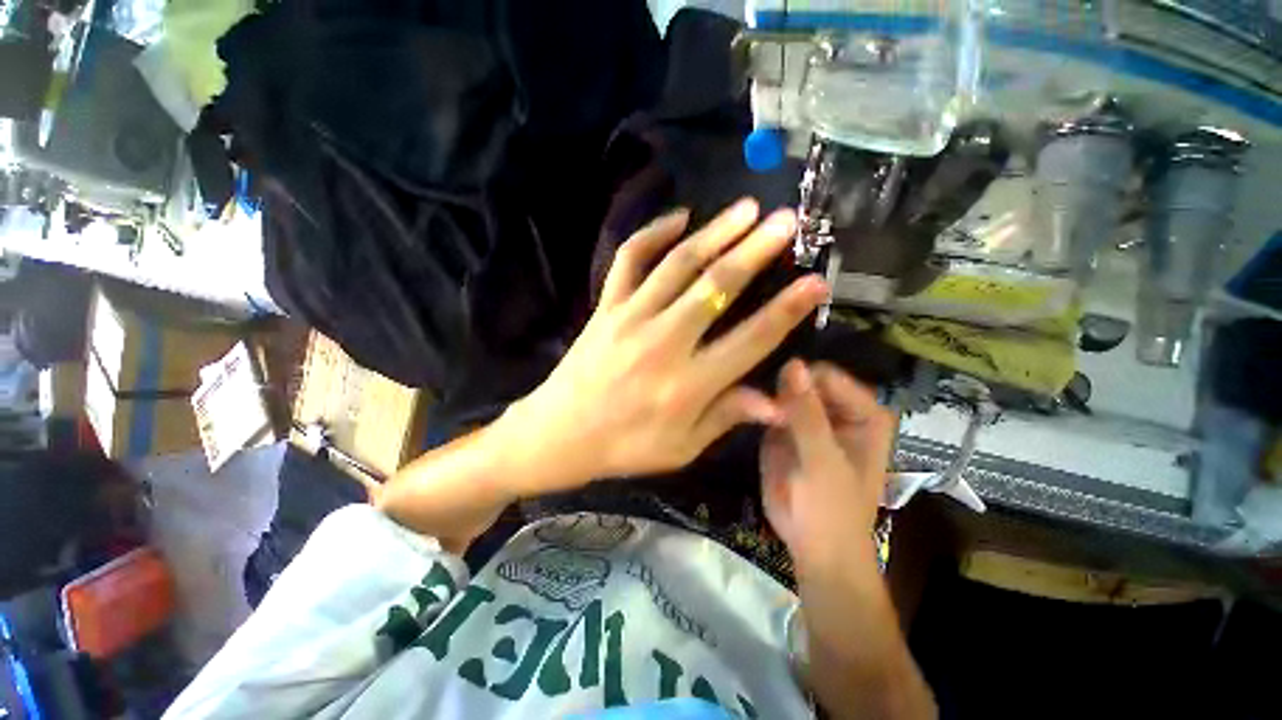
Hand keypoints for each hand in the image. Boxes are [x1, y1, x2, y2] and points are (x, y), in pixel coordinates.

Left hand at [501, 199, 828, 490]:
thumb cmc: (625, 447)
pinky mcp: (606, 307)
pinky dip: (651, 233)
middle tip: (786, 221)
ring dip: (715, 232)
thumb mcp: (682, 448)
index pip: (750, 340)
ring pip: (678, 264)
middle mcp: (663, 342)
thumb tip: (778, 404)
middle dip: (756, 250)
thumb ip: (727, 417)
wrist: (560, 433)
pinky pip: (629, 260)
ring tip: (746, 208)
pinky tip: (678, 216)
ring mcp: (631, 317)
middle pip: (717, 287)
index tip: (815, 283)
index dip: (787, 310)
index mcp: (688, 384)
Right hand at [760, 360, 895, 576]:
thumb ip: (806, 413)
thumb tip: (792, 363)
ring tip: (753, 408)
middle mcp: (837, 410)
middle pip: (805, 381)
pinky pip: (771, 408)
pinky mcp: (786, 430)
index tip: (775, 397)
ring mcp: (810, 418)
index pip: (828, 376)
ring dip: (768, 397)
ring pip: (784, 392)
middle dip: (781, 388)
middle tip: (763, 407)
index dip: (801, 381)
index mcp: (863, 413)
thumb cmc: (832, 509)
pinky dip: (760, 409)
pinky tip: (748, 411)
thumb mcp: (821, 461)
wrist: (814, 548)